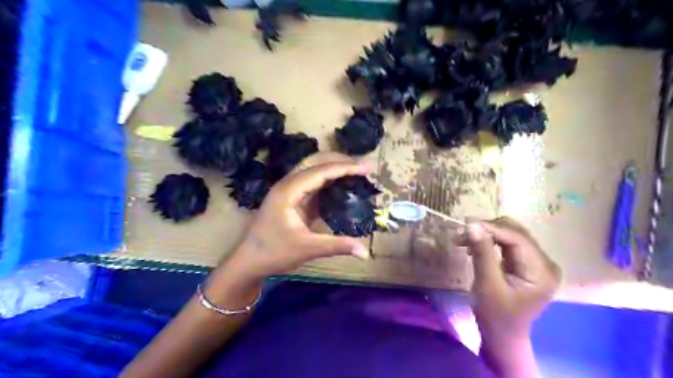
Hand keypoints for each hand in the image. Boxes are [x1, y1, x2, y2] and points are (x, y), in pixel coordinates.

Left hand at [222, 153, 369, 286]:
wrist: (248, 262)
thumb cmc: (273, 253)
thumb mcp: (307, 249)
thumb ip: (337, 246)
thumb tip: (365, 252)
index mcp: (289, 191)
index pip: (321, 171)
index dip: (345, 168)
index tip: (367, 168)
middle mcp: (288, 185)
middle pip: (316, 163)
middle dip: (340, 162)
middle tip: (363, 169)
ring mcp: (288, 191)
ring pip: (314, 171)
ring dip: (334, 170)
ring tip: (356, 174)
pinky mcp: (291, 199)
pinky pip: (312, 184)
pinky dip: (329, 182)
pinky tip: (342, 187)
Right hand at [460, 215, 560, 339]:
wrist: (502, 337)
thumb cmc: (495, 316)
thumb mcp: (487, 284)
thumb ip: (482, 253)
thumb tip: (472, 225)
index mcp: (541, 271)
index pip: (516, 238)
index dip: (490, 228)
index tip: (464, 226)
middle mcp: (544, 262)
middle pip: (515, 232)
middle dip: (487, 229)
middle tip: (461, 234)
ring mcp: (537, 262)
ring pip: (510, 234)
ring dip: (486, 234)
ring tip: (464, 240)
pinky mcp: (527, 264)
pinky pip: (508, 243)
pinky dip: (489, 241)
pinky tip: (474, 247)